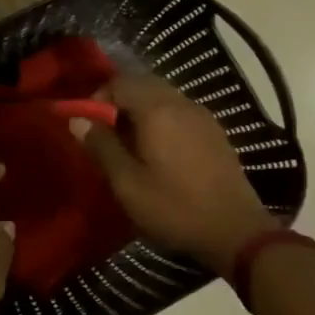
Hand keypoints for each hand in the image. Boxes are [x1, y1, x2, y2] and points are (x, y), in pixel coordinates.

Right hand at [72, 73, 276, 271]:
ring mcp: (202, 116)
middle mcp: (181, 103)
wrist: (236, 232)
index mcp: (157, 110)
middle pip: (142, 84)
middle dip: (118, 102)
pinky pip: (178, 112)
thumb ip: (101, 146)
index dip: (97, 99)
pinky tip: (156, 151)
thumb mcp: (127, 184)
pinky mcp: (214, 132)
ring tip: (128, 145)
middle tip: (105, 135)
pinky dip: (159, 120)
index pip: (119, 82)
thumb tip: (77, 120)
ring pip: (161, 97)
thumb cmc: (174, 208)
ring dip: (139, 111)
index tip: (88, 127)